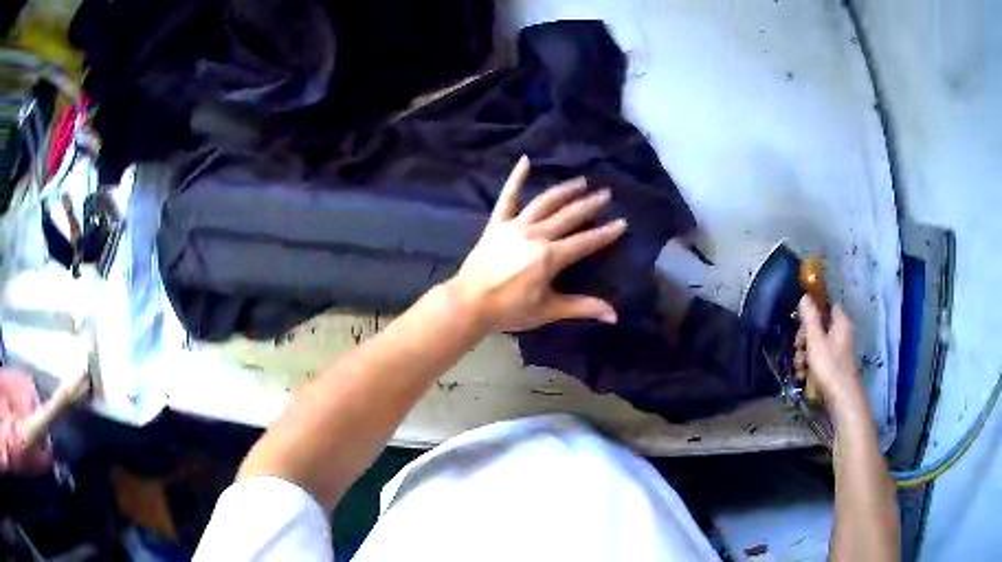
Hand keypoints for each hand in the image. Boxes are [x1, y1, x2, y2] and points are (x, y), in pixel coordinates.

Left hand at [447, 156, 626, 331]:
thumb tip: (614, 316)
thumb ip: (582, 307)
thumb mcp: (548, 310)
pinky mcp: (497, 223)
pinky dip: (516, 178)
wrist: (469, 303)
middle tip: (606, 194)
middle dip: (590, 204)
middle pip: (569, 216)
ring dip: (564, 190)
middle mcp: (536, 235)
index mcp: (550, 257)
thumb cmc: (510, 310)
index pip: (586, 241)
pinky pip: (507, 197)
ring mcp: (515, 226)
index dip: (606, 233)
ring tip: (581, 181)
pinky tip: (525, 160)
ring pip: (545, 202)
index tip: (622, 222)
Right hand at [794, 296, 869, 421]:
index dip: (814, 311)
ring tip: (798, 367)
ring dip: (804, 354)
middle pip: (820, 327)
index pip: (827, 306)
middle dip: (805, 337)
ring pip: (817, 345)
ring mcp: (838, 351)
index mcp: (840, 322)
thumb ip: (809, 318)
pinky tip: (802, 375)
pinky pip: (820, 359)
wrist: (842, 398)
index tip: (801, 322)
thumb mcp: (815, 340)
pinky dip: (810, 365)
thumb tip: (805, 296)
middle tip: (797, 347)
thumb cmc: (829, 366)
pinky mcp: (834, 366)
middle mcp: (841, 333)